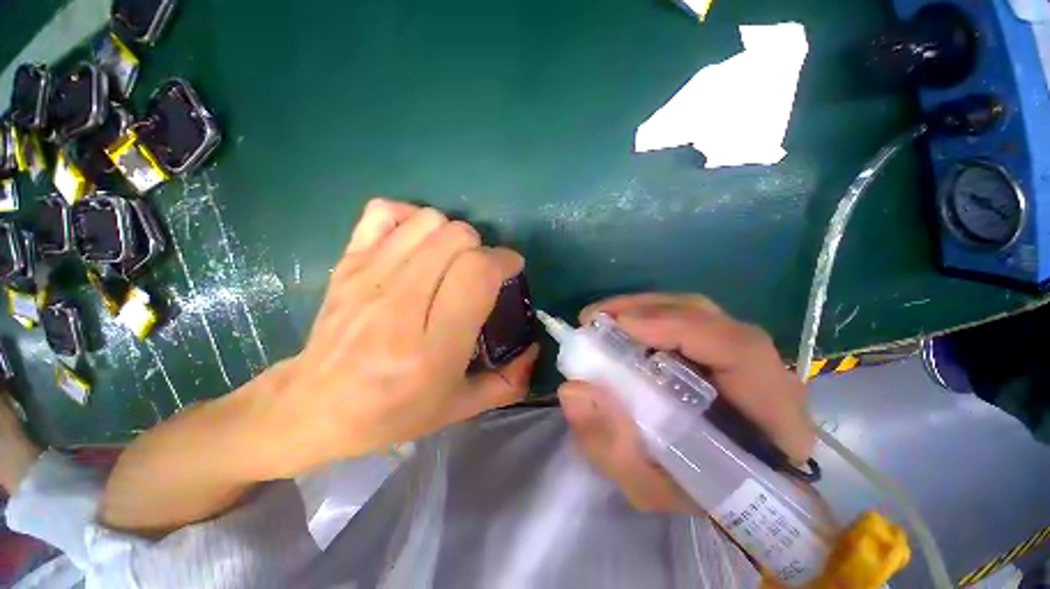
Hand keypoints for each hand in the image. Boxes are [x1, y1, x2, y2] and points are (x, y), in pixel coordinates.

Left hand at [257, 198, 536, 475]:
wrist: (313, 407)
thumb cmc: (391, 413)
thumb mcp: (458, 408)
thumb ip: (507, 382)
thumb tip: (534, 349)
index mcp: (432, 347)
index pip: (477, 273)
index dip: (503, 261)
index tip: (510, 269)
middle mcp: (400, 305)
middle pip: (457, 238)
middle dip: (481, 249)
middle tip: (479, 272)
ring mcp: (369, 277)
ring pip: (429, 221)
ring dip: (452, 235)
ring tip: (451, 260)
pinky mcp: (347, 264)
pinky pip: (385, 212)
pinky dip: (410, 218)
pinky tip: (417, 243)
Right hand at [559, 293, 812, 512]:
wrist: (730, 490)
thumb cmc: (695, 494)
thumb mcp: (648, 486)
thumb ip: (611, 445)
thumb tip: (573, 389)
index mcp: (769, 418)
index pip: (740, 351)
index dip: (680, 327)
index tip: (622, 326)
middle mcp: (763, 373)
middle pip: (709, 318)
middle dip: (647, 310)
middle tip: (596, 318)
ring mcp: (742, 355)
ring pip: (695, 312)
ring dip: (643, 309)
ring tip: (603, 319)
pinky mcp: (720, 349)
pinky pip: (685, 320)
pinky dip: (649, 316)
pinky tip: (622, 327)